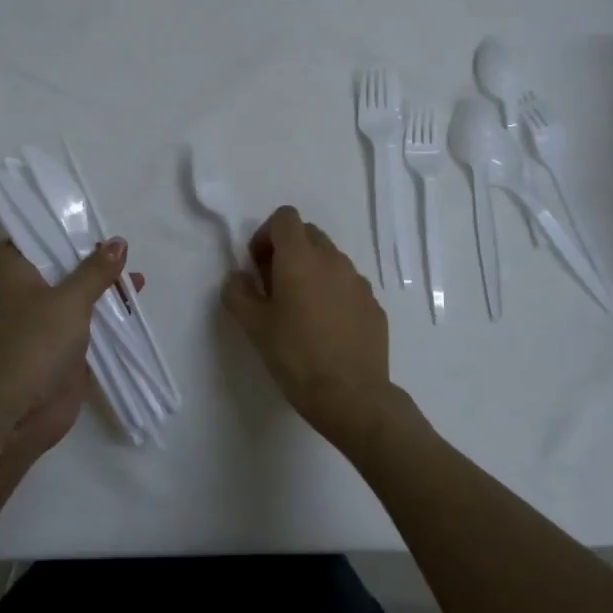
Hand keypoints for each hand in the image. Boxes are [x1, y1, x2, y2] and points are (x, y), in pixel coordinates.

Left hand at [0, 237, 133, 458]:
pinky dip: (110, 315)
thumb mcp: (70, 299)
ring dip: (103, 286)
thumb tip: (118, 242)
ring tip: (135, 275)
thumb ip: (96, 271)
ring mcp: (47, 323)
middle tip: (117, 246)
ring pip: (77, 295)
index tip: (74, 220)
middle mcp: (29, 294)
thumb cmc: (37, 342)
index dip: (43, 229)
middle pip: (58, 266)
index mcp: (17, 274)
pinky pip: (90, 324)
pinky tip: (135, 307)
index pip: (22, 240)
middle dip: (87, 257)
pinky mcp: (65, 348)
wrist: (22, 410)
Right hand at [222, 206, 410, 451]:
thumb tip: (238, 277)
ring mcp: (358, 282)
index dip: (266, 234)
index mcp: (300, 258)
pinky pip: (348, 286)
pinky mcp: (374, 305)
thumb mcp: (253, 326)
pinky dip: (333, 294)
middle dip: (288, 250)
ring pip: (330, 260)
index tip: (258, 265)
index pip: (285, 217)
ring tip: (301, 310)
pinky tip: (327, 329)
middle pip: (308, 234)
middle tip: (274, 286)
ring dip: (312, 271)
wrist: (351, 396)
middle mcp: (333, 260)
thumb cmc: (295, 356)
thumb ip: (238, 293)